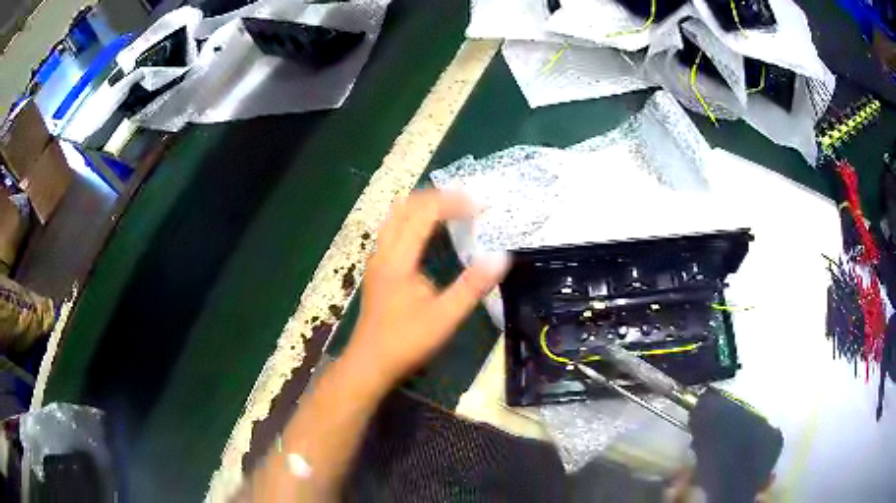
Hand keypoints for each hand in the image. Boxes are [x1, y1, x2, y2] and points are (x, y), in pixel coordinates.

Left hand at [347, 190, 508, 385]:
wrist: (370, 363)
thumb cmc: (406, 341)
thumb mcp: (444, 317)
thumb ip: (472, 286)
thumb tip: (501, 257)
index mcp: (399, 259)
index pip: (424, 214)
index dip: (452, 203)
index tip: (479, 205)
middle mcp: (384, 252)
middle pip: (406, 207)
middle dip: (437, 197)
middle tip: (466, 201)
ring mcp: (377, 260)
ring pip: (395, 217)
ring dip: (422, 206)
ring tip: (449, 209)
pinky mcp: (378, 269)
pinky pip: (392, 230)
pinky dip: (412, 220)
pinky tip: (426, 233)